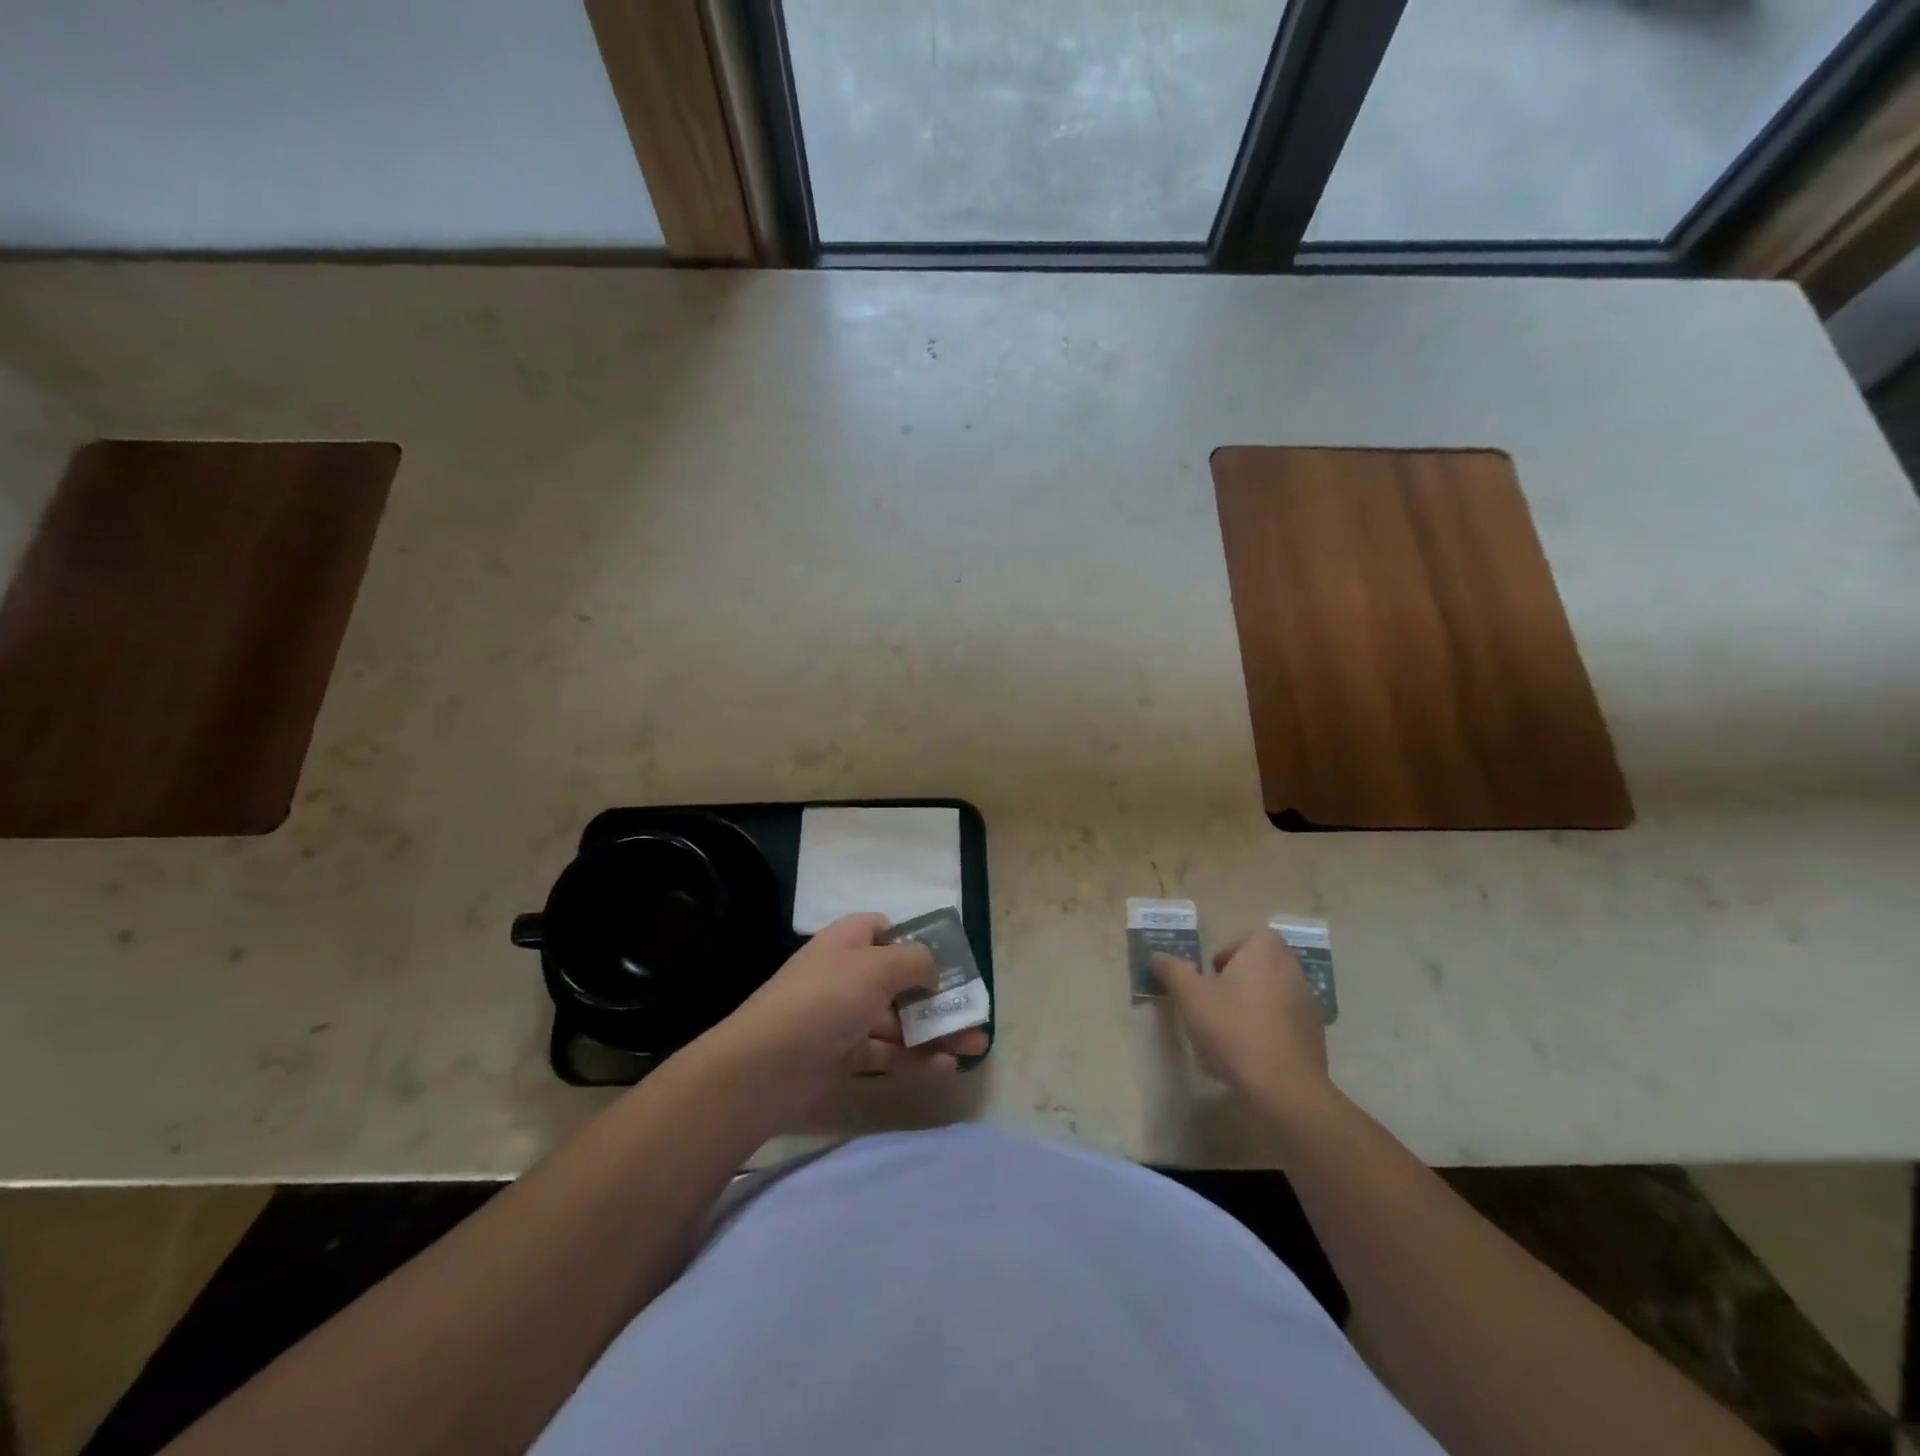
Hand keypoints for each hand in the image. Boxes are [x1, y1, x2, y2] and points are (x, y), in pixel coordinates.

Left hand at [715, 914, 988, 1101]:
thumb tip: (934, 969)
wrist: (764, 1068)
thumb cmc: (825, 1001)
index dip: (915, 941)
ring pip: (899, 1021)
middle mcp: (846, 975)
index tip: (947, 960)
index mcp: (848, 942)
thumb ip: (915, 961)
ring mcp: (844, 1018)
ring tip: (976, 1046)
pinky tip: (945, 1068)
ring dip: (936, 1031)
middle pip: (900, 980)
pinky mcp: (842, 1056)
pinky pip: (887, 1054)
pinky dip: (915, 1059)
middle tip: (975, 1011)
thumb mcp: (876, 968)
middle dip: (939, 996)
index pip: (884, 930)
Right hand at [1151, 930, 1329, 1111]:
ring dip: (1255, 1002)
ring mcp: (1308, 1003)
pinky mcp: (1315, 1034)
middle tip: (1216, 1000)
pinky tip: (1252, 1051)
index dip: (1229, 954)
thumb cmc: (1234, 1030)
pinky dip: (1270, 1027)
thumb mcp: (1191, 997)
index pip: (1250, 938)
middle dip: (1239, 978)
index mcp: (1265, 953)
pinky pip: (1286, 1019)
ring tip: (1231, 1029)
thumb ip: (1172, 971)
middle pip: (1262, 964)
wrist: (1284, 1088)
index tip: (1211, 977)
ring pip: (1275, 992)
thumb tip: (1158, 956)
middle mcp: (1292, 970)